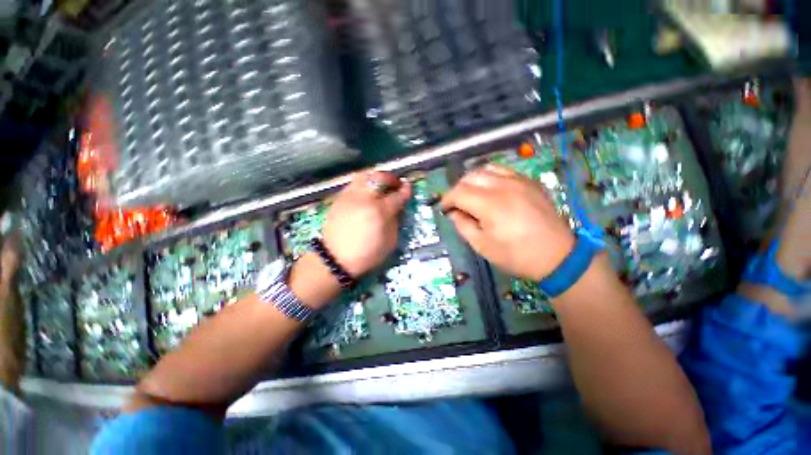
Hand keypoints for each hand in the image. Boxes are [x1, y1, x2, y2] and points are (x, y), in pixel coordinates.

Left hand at [322, 170, 410, 277]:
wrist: (335, 258)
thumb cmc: (367, 254)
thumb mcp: (390, 242)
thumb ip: (395, 221)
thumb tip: (397, 208)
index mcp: (380, 212)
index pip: (396, 195)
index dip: (405, 190)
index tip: (409, 187)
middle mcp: (365, 199)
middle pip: (380, 178)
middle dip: (391, 178)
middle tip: (396, 184)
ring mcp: (350, 196)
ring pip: (365, 175)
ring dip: (376, 177)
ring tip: (380, 184)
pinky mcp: (339, 198)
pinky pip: (353, 183)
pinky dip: (364, 184)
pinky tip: (366, 192)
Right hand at [440, 165, 574, 280]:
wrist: (557, 256)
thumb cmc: (516, 255)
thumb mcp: (482, 246)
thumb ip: (463, 226)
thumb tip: (453, 213)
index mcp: (489, 204)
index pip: (458, 192)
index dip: (447, 199)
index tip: (444, 209)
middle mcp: (503, 186)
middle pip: (471, 177)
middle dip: (458, 189)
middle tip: (456, 203)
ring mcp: (519, 181)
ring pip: (487, 169)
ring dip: (473, 180)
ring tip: (472, 193)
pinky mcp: (530, 182)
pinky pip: (505, 171)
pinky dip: (491, 177)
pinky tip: (492, 189)